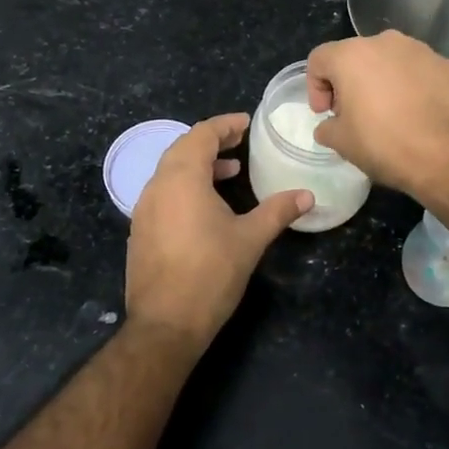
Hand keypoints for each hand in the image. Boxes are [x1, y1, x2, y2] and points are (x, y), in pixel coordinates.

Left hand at [125, 113, 311, 346]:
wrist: (165, 324)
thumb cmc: (210, 274)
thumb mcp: (250, 239)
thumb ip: (277, 211)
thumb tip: (307, 195)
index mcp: (182, 178)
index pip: (201, 135)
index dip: (224, 125)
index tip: (246, 123)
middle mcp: (157, 186)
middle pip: (182, 148)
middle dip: (211, 141)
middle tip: (239, 142)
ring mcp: (144, 209)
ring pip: (170, 171)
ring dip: (198, 165)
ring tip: (229, 172)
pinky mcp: (140, 230)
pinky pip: (163, 193)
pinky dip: (185, 186)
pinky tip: (206, 206)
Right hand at [306, 31, 448, 201]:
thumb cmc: (386, 144)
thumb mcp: (342, 143)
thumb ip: (327, 127)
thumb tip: (330, 125)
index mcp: (352, 55)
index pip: (319, 59)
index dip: (315, 87)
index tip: (325, 113)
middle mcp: (386, 42)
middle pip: (355, 56)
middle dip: (349, 82)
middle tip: (354, 113)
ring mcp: (421, 50)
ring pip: (390, 60)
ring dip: (382, 81)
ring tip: (390, 113)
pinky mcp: (448, 65)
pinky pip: (419, 71)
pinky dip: (412, 86)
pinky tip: (418, 114)